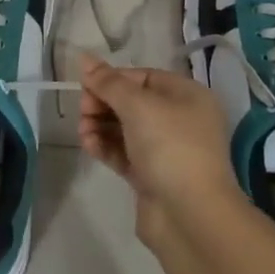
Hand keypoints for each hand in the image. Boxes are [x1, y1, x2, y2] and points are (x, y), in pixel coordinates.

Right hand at [78, 55, 242, 244]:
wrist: (191, 216)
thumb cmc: (170, 147)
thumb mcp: (137, 106)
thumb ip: (108, 82)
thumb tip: (84, 57)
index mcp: (187, 96)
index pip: (143, 77)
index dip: (113, 79)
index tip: (86, 87)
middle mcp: (180, 119)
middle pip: (132, 102)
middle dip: (103, 103)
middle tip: (83, 111)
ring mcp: (166, 150)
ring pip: (125, 129)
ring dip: (100, 126)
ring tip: (83, 132)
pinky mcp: (152, 175)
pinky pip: (124, 153)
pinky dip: (105, 147)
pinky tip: (89, 145)